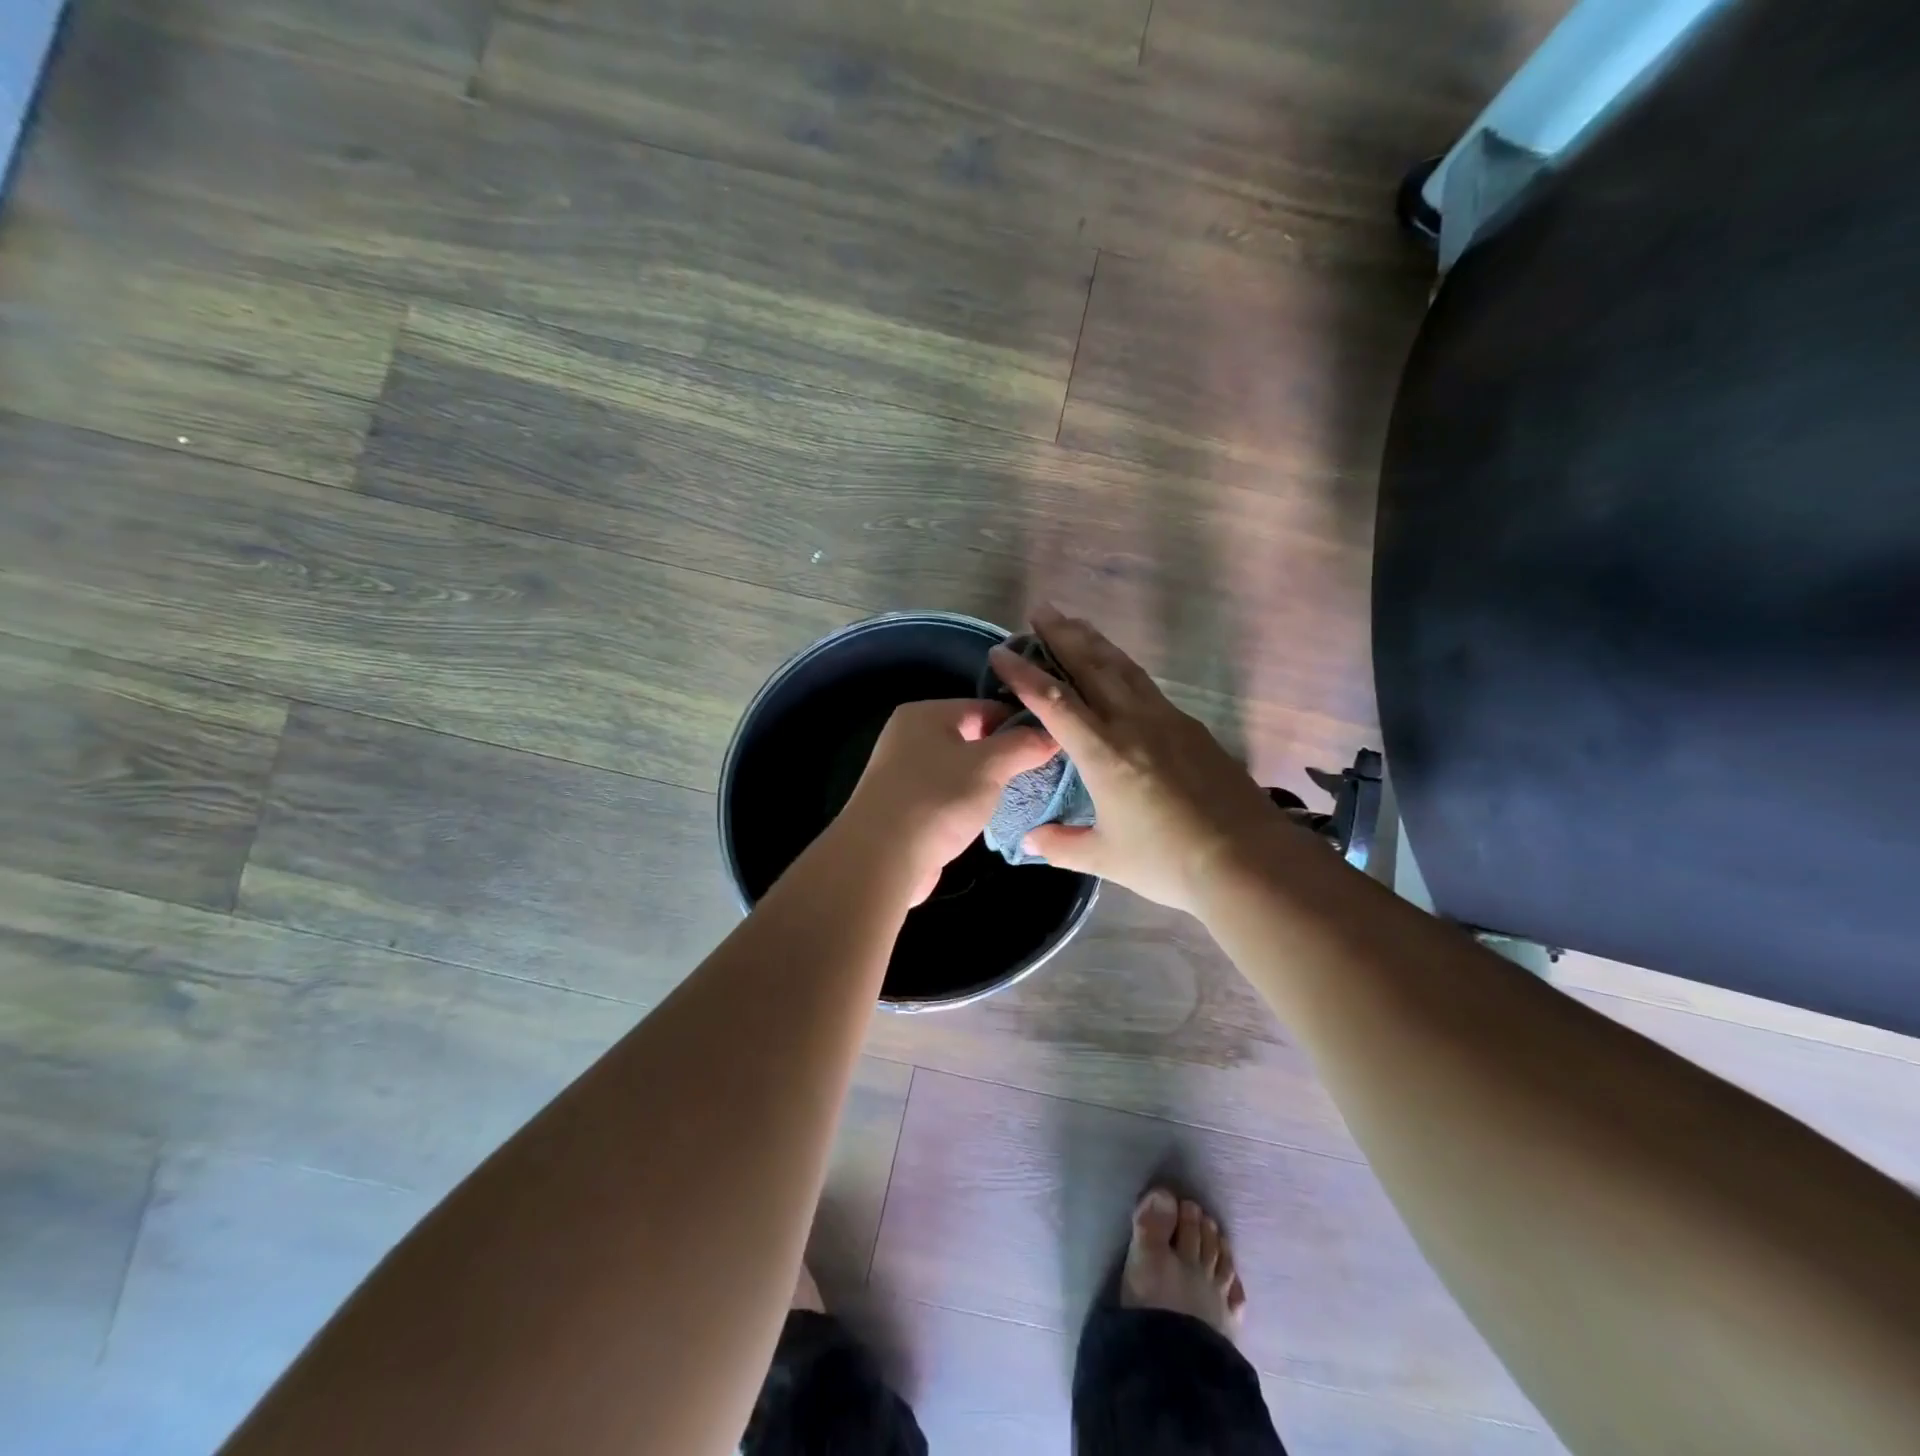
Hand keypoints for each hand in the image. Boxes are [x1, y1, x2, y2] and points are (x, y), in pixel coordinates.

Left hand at [836, 698, 1059, 904]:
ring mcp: (904, 772)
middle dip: (1006, 754)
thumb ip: (1022, 746)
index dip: (1020, 723)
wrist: (882, 858)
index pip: (984, 706)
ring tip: (1021, 794)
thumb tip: (1051, 735)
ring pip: (960, 768)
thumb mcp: (989, 766)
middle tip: (1040, 772)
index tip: (1051, 745)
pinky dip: (968, 802)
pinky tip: (989, 816)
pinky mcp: (906, 806)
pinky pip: (947, 794)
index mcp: (925, 714)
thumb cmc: (937, 799)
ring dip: (988, 781)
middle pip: (972, 736)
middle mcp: (910, 736)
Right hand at [986, 607, 1283, 913]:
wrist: (1248, 859)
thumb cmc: (1168, 862)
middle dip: (1062, 635)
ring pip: (1124, 668)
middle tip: (1041, 609)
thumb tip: (1028, 840)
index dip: (1023, 674)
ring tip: (1076, 622)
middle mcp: (1132, 724)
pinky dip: (1123, 666)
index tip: (1000, 652)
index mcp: (1103, 753)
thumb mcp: (1106, 858)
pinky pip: (1147, 684)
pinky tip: (1120, 668)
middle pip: (1092, 666)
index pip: (1054, 702)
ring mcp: (1166, 720)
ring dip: (1095, 641)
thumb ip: (1062, 844)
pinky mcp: (1191, 727)